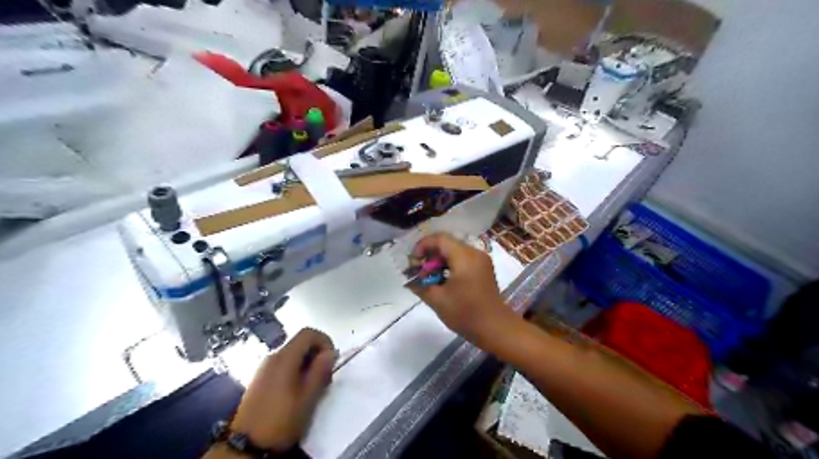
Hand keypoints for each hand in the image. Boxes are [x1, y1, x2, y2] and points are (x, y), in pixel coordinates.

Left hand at [227, 330, 333, 451]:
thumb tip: (330, 352)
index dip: (324, 341)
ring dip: (308, 365)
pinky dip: (296, 371)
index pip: (308, 333)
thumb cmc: (281, 419)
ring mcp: (264, 368)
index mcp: (284, 357)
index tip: (332, 360)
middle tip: (326, 377)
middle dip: (317, 355)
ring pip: (293, 355)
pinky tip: (299, 392)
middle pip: (300, 343)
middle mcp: (273, 357)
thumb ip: (320, 371)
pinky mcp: (260, 380)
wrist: (246, 446)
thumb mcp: (308, 397)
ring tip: (314, 387)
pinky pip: (284, 366)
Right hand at [408, 233, 512, 343]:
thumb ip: (420, 284)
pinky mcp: (483, 268)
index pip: (439, 239)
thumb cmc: (465, 313)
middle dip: (429, 254)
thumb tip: (409, 278)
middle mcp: (474, 253)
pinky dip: (450, 265)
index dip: (422, 246)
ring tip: (429, 278)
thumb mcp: (437, 300)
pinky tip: (443, 280)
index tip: (413, 263)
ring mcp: (481, 260)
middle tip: (419, 272)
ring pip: (454, 250)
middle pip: (447, 243)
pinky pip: (463, 258)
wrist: (495, 328)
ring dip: (439, 260)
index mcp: (464, 257)